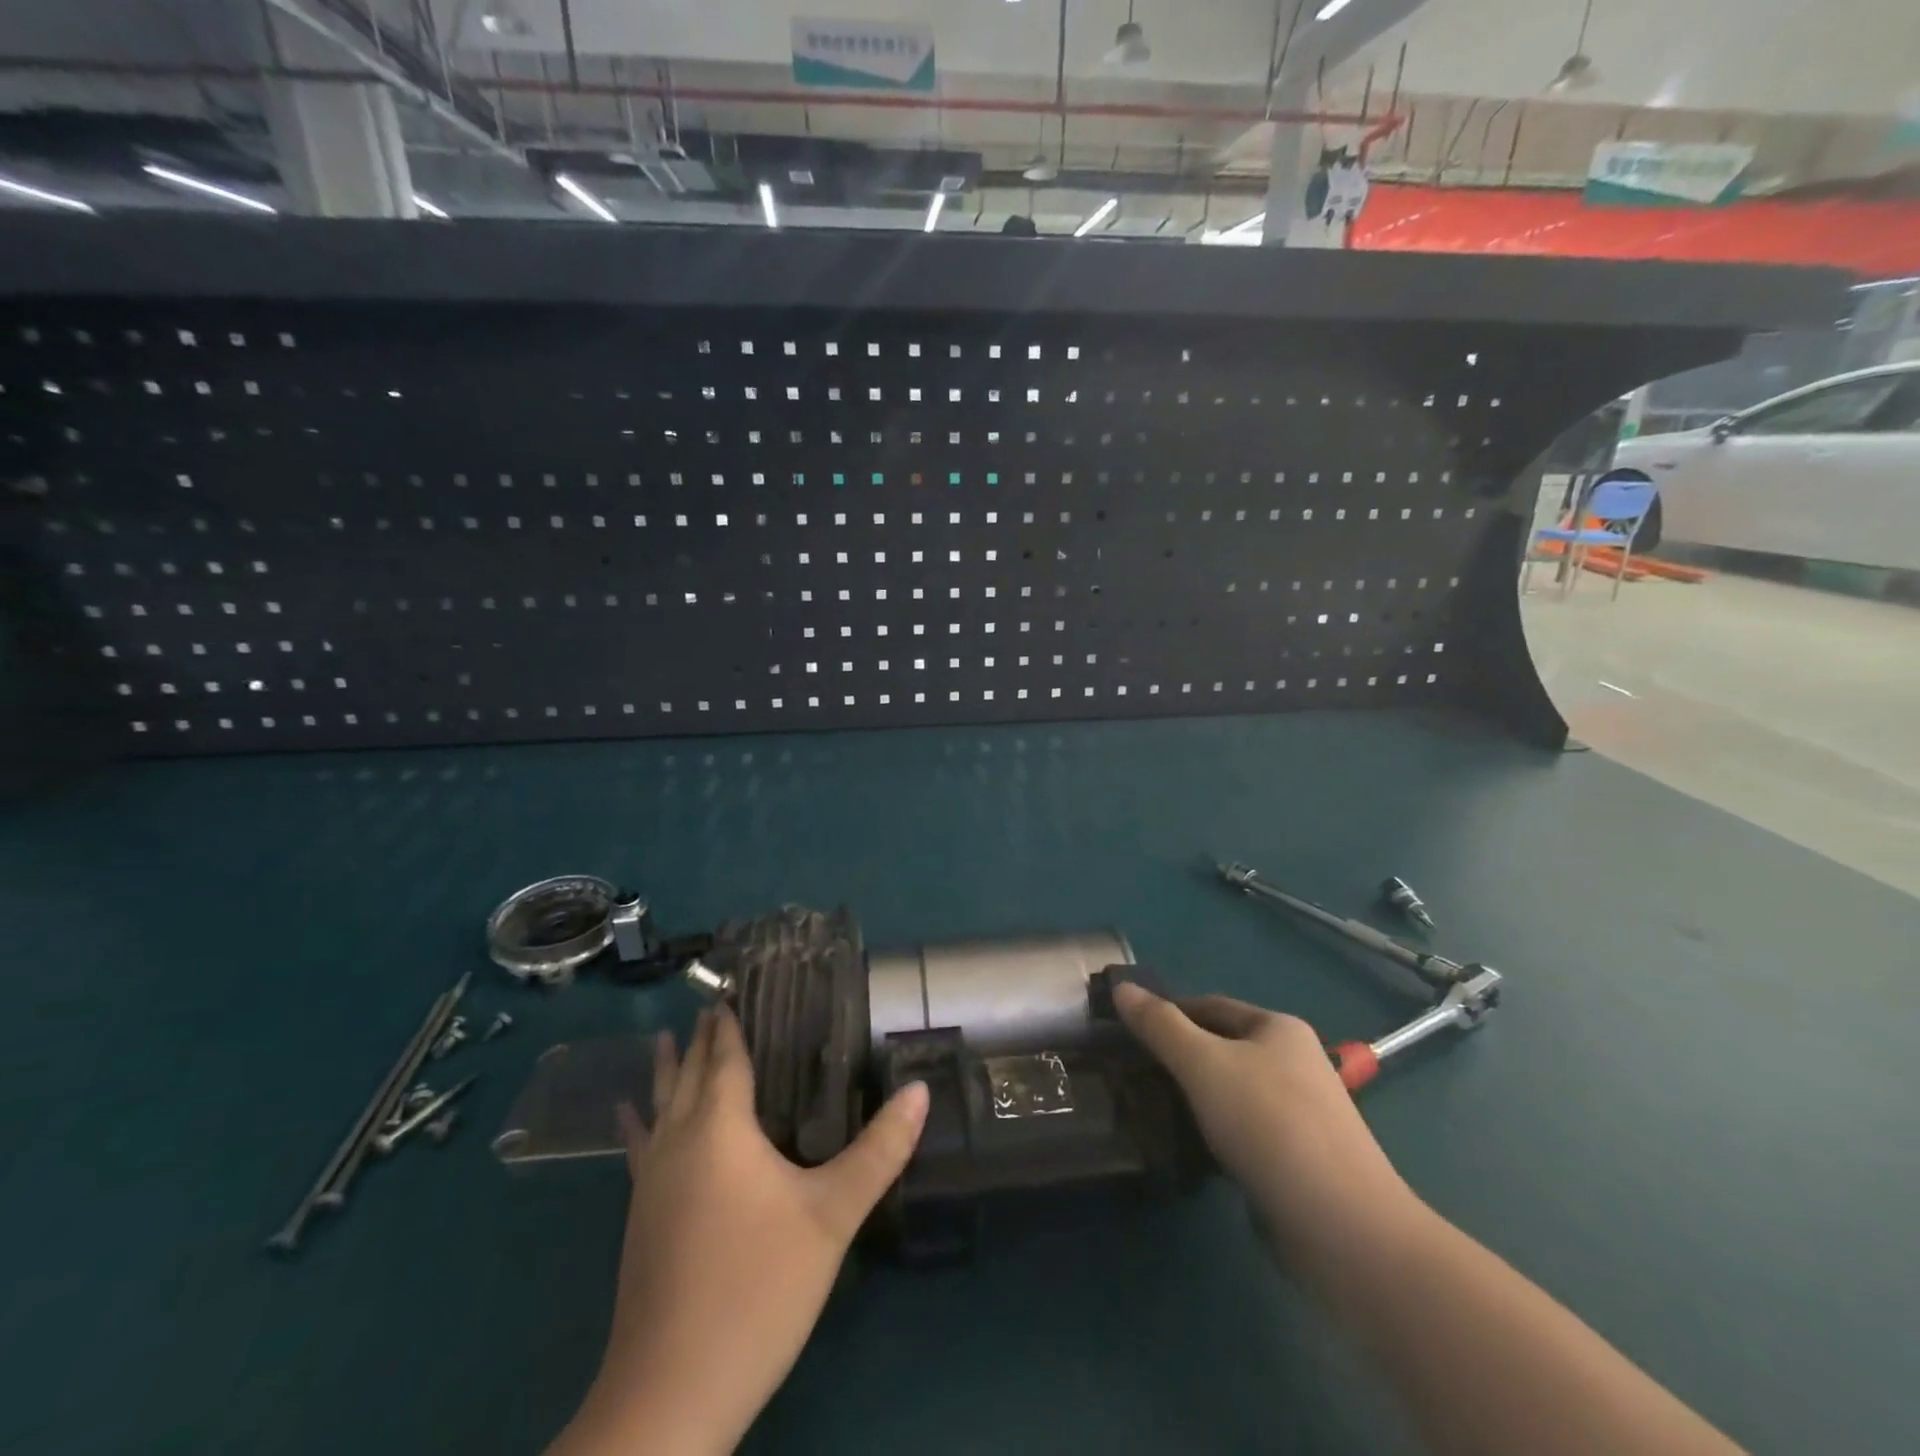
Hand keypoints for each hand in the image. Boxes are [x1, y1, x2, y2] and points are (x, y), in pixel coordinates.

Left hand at [550, 1007, 929, 1455]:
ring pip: (658, 1106)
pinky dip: (637, 1119)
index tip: (731, 987)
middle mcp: (678, 1141)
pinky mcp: (639, 1218)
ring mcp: (651, 1181)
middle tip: (710, 1002)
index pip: (724, 1057)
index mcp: (719, 1128)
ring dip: (665, 1070)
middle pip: (687, 1074)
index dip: (728, 1022)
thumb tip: (920, 1090)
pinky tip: (627, 1116)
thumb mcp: (832, 1215)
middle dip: (699, 1037)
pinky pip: (640, 1144)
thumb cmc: (758, 1287)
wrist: (671, 1393)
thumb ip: (879, 1150)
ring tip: (663, 1037)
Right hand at [1111, 981, 1418, 1277]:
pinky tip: (1187, 1151)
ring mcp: (1301, 1114)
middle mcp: (1294, 1063)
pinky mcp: (1298, 1160)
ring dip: (1194, 1099)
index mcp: (1278, 1028)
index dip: (1167, 1013)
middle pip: (1221, 1048)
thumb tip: (1121, 987)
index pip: (1209, 1005)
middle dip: (1177, 1059)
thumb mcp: (1202, 1063)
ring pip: (1230, 1093)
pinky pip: (1243, 1132)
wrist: (1344, 1229)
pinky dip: (1214, 1135)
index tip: (1126, 1032)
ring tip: (1149, 1111)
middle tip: (1130, 1073)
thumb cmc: (1269, 1125)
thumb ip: (1159, 1025)